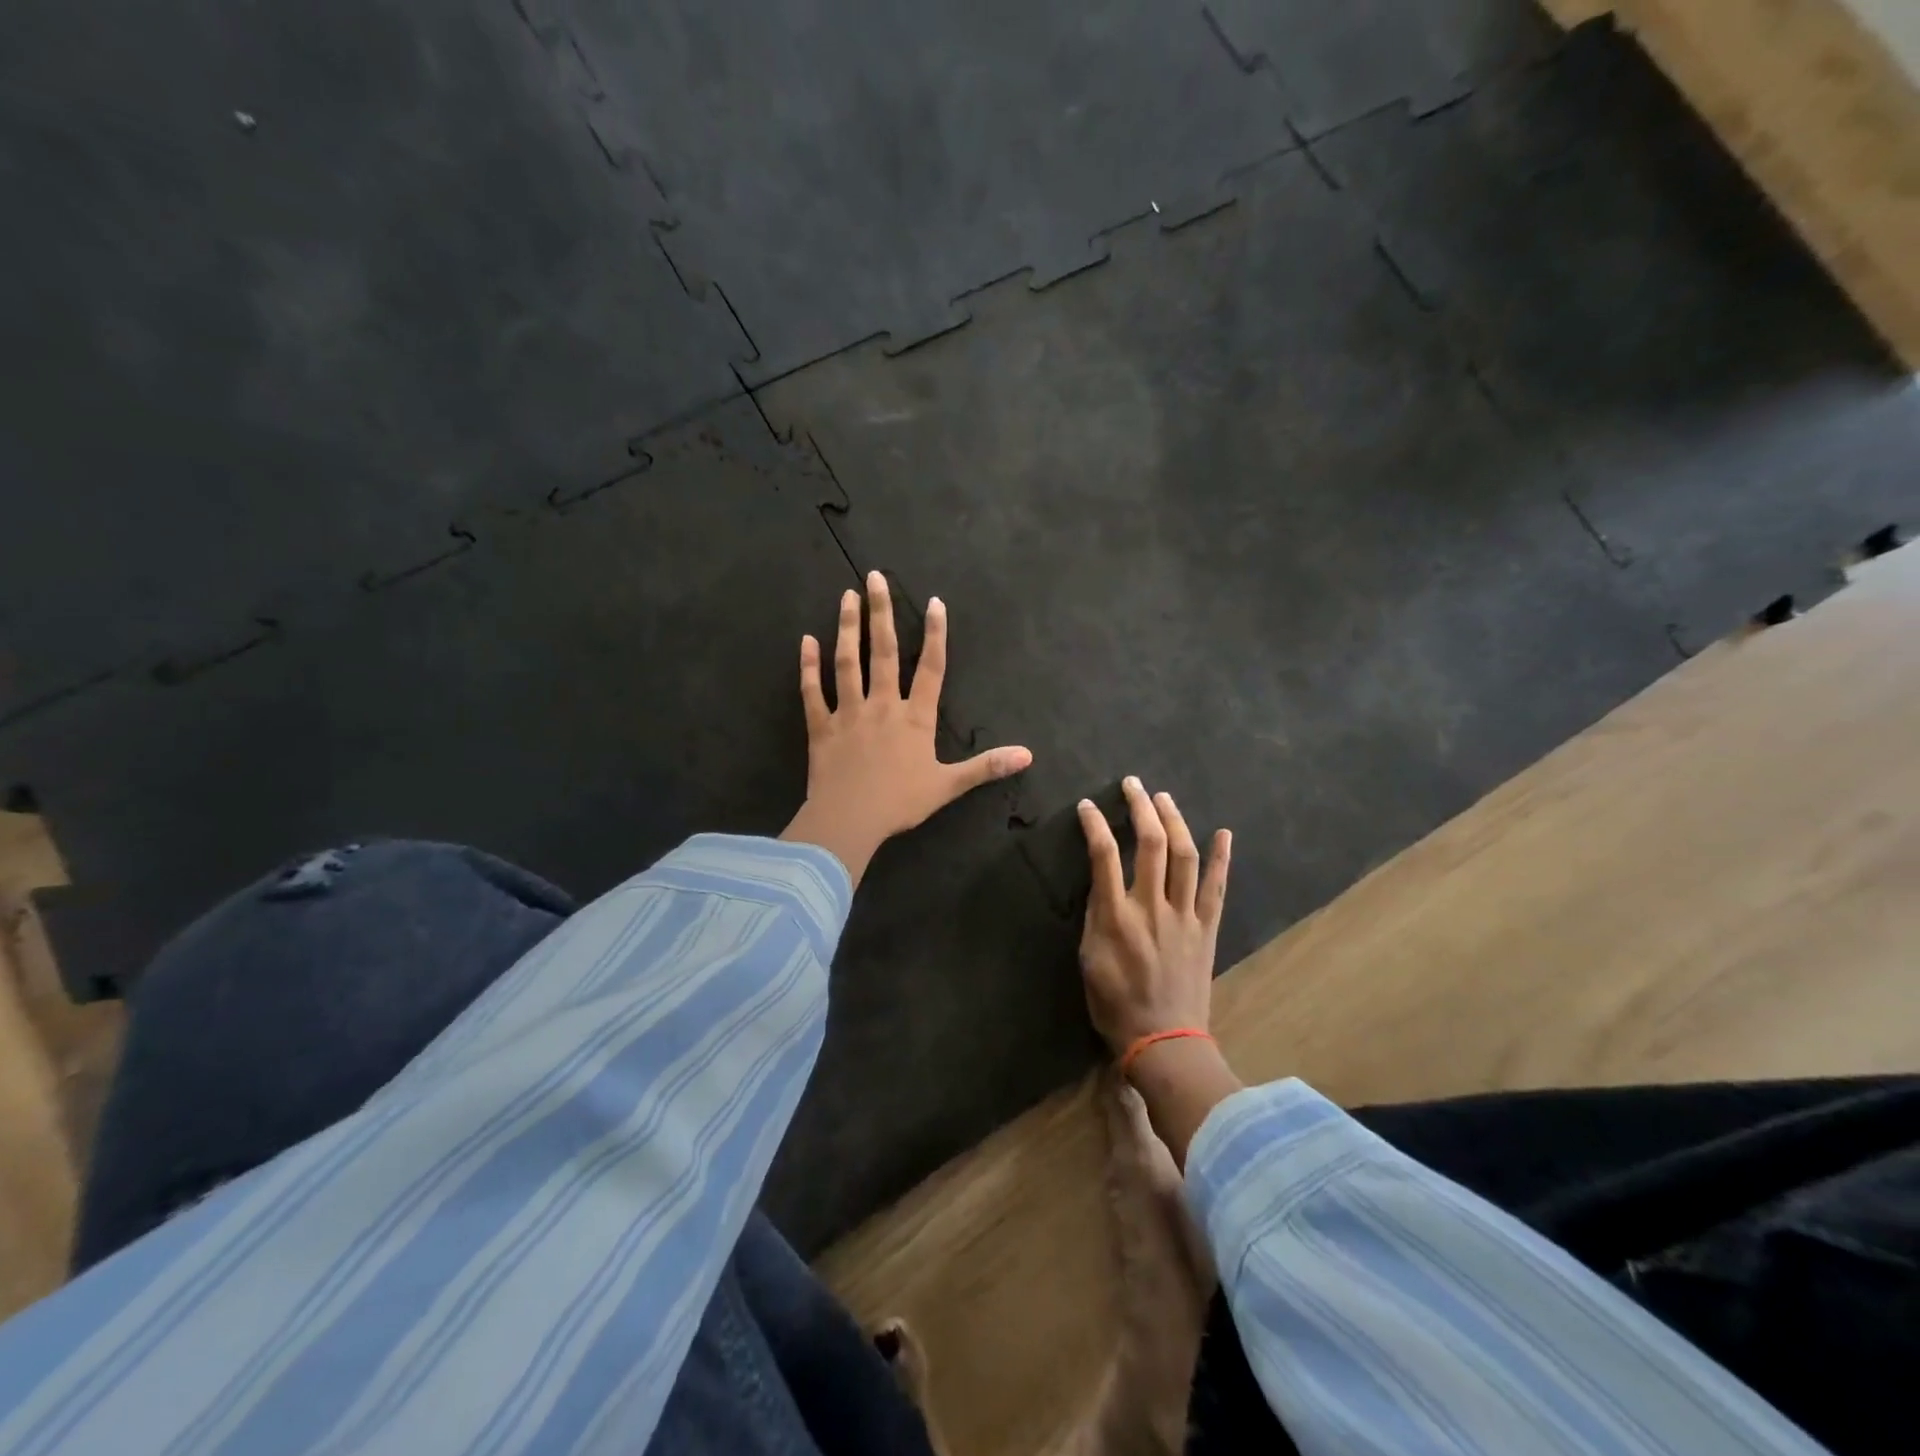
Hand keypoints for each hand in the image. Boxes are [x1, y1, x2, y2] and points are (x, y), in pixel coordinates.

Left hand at [781, 573, 1031, 886]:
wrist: (849, 820)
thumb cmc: (900, 803)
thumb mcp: (948, 786)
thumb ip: (986, 766)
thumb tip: (1028, 755)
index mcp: (914, 718)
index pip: (930, 668)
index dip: (934, 635)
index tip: (934, 602)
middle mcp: (882, 705)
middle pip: (883, 652)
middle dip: (881, 612)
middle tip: (875, 577)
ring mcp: (849, 713)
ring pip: (847, 662)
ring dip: (847, 628)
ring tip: (847, 596)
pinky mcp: (821, 726)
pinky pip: (813, 692)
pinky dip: (808, 666)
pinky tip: (806, 641)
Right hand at [1078, 777, 1231, 1054]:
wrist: (1164, 1040)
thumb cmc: (1115, 1004)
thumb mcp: (1088, 960)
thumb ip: (1096, 916)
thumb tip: (1101, 883)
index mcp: (1116, 916)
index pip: (1104, 855)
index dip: (1095, 824)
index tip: (1088, 806)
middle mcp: (1152, 907)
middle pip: (1150, 844)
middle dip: (1140, 808)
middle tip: (1133, 784)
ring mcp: (1185, 916)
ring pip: (1184, 856)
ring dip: (1175, 821)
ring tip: (1163, 798)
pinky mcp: (1207, 928)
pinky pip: (1217, 887)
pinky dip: (1221, 858)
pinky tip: (1222, 833)